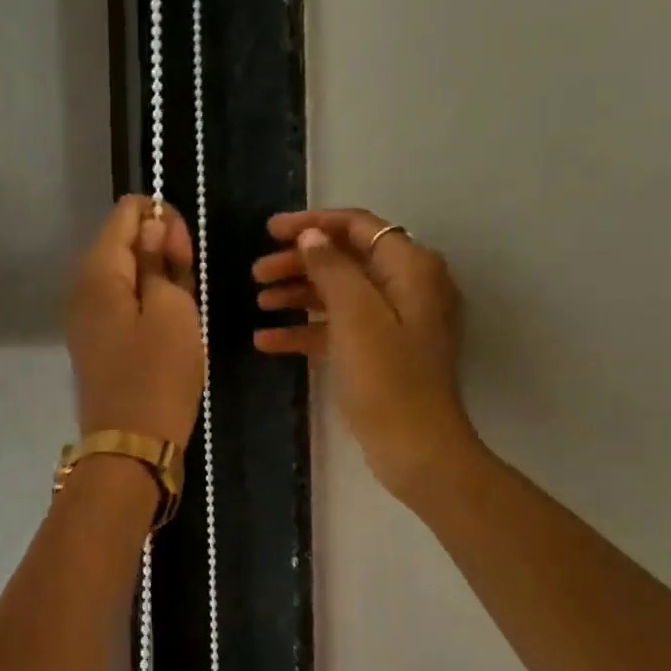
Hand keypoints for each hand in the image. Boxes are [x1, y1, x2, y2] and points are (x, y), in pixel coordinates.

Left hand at [66, 195, 203, 449]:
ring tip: (183, 314)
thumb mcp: (173, 310)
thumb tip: (152, 226)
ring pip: (124, 276)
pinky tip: (167, 331)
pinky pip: (121, 306)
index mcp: (98, 271)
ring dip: (157, 282)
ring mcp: (84, 318)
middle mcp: (81, 288)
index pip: (127, 212)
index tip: (185, 256)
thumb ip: (160, 260)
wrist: (131, 447)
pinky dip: (146, 307)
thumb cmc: (158, 376)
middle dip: (161, 251)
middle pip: (123, 242)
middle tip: (189, 287)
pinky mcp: (94, 342)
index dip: (163, 221)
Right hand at [253, 208, 479, 499]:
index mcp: (410, 268)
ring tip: (258, 302)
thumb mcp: (355, 316)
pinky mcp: (377, 352)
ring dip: (297, 294)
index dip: (313, 224)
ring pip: (337, 294)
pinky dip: (305, 331)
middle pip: (345, 260)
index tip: (269, 231)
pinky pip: (337, 329)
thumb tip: (311, 236)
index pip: (358, 227)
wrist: (414, 446)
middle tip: (256, 273)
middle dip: (299, 263)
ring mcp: (391, 322)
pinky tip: (266, 341)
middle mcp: (405, 287)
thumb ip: (332, 268)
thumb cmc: (387, 376)